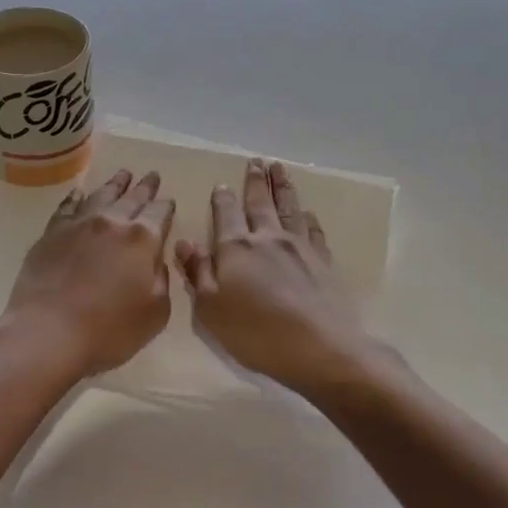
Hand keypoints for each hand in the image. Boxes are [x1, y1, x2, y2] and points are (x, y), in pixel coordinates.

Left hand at [1, 169, 174, 376]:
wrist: (47, 332)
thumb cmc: (109, 330)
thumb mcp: (155, 313)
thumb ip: (161, 281)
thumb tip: (155, 261)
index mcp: (142, 239)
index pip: (159, 213)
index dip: (166, 206)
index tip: (168, 201)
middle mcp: (111, 222)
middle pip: (132, 198)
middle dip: (145, 187)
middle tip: (152, 175)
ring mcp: (78, 224)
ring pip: (101, 195)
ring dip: (115, 184)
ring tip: (123, 174)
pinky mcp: (51, 234)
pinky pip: (67, 207)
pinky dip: (76, 198)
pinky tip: (79, 193)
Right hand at [174, 160, 382, 392]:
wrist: (319, 346)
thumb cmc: (256, 332)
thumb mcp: (212, 308)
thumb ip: (198, 272)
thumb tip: (184, 242)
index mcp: (236, 248)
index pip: (226, 214)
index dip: (223, 198)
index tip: (222, 183)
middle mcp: (268, 238)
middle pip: (260, 202)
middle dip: (256, 181)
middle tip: (256, 161)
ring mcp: (299, 247)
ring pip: (289, 208)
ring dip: (283, 186)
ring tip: (279, 168)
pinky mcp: (323, 261)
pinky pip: (314, 230)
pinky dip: (309, 218)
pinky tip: (308, 212)